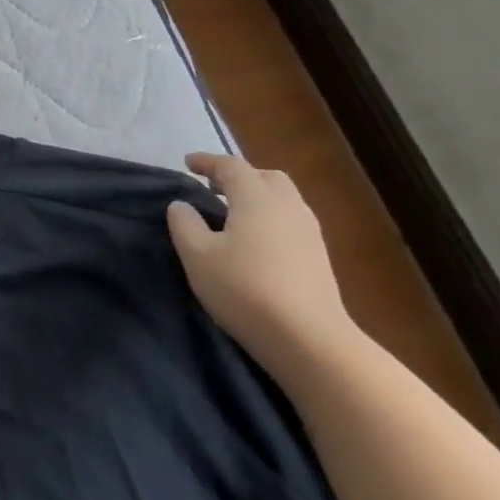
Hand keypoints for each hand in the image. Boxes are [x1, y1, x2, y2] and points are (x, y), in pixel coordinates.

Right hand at [166, 154, 359, 380]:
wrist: (307, 338)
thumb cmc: (243, 289)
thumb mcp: (197, 256)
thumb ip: (184, 224)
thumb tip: (181, 205)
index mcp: (256, 199)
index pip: (231, 166)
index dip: (207, 161)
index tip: (188, 164)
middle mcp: (287, 206)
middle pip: (265, 176)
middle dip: (238, 176)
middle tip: (212, 188)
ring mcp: (309, 231)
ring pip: (282, 198)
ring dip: (256, 196)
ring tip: (232, 214)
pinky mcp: (318, 255)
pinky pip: (290, 219)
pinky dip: (270, 216)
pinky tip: (255, 240)